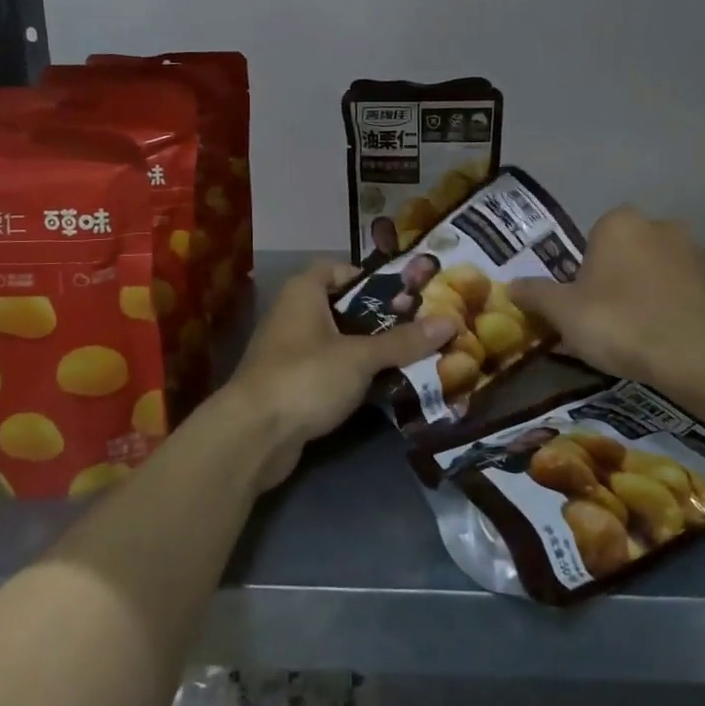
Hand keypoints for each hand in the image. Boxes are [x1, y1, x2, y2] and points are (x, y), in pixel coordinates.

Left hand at [225, 263, 454, 489]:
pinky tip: (383, 387)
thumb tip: (451, 322)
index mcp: (303, 292)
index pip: (338, 269)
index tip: (403, 294)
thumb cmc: (306, 376)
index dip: (369, 278)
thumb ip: (404, 341)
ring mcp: (289, 353)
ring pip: (337, 342)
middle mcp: (292, 315)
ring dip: (368, 350)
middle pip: (342, 307)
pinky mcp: (290, 386)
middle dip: (379, 318)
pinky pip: (329, 371)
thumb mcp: (361, 356)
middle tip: (418, 327)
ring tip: (411, 356)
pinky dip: (353, 376)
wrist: (252, 436)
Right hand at [509, 207, 704, 384]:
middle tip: (603, 318)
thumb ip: (536, 294)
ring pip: (653, 270)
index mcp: (619, 222)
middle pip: (624, 252)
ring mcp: (692, 252)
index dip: (582, 271)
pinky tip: (660, 338)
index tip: (580, 303)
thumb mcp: (564, 312)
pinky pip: (678, 290)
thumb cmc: (620, 322)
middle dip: (613, 278)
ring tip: (633, 333)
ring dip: (642, 292)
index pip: (591, 239)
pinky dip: (668, 307)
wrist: (696, 356)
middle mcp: (658, 225)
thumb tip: (510, 286)